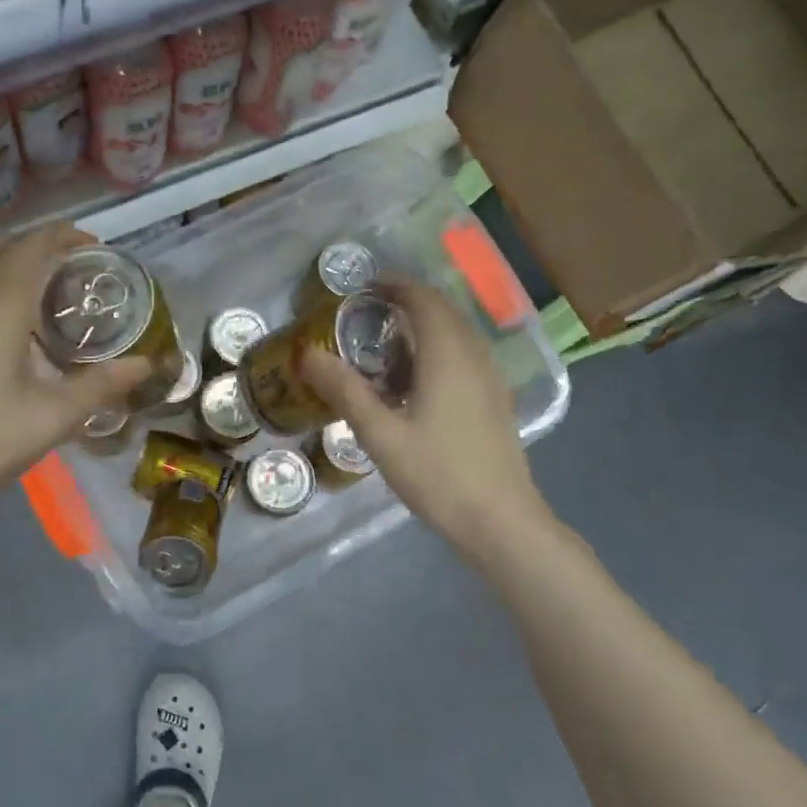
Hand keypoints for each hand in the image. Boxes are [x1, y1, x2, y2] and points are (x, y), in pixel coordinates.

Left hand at [0, 224, 150, 525]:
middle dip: (35, 246)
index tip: (95, 247)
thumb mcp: (52, 418)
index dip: (65, 236)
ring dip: (8, 268)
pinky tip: (7, 337)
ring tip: (44, 303)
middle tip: (70, 273)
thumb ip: (100, 386)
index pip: (32, 246)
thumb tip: (144, 364)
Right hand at [300, 282, 551, 558]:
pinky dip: (439, 350)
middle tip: (368, 315)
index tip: (363, 289)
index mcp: (448, 355)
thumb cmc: (438, 475)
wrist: (500, 521)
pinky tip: (417, 382)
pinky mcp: (495, 401)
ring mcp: (491, 379)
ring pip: (458, 334)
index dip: (395, 286)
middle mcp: (474, 356)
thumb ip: (345, 390)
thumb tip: (307, 354)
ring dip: (425, 327)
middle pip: (443, 311)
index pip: (423, 300)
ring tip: (387, 346)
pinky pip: (466, 356)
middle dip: (408, 303)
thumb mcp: (380, 435)